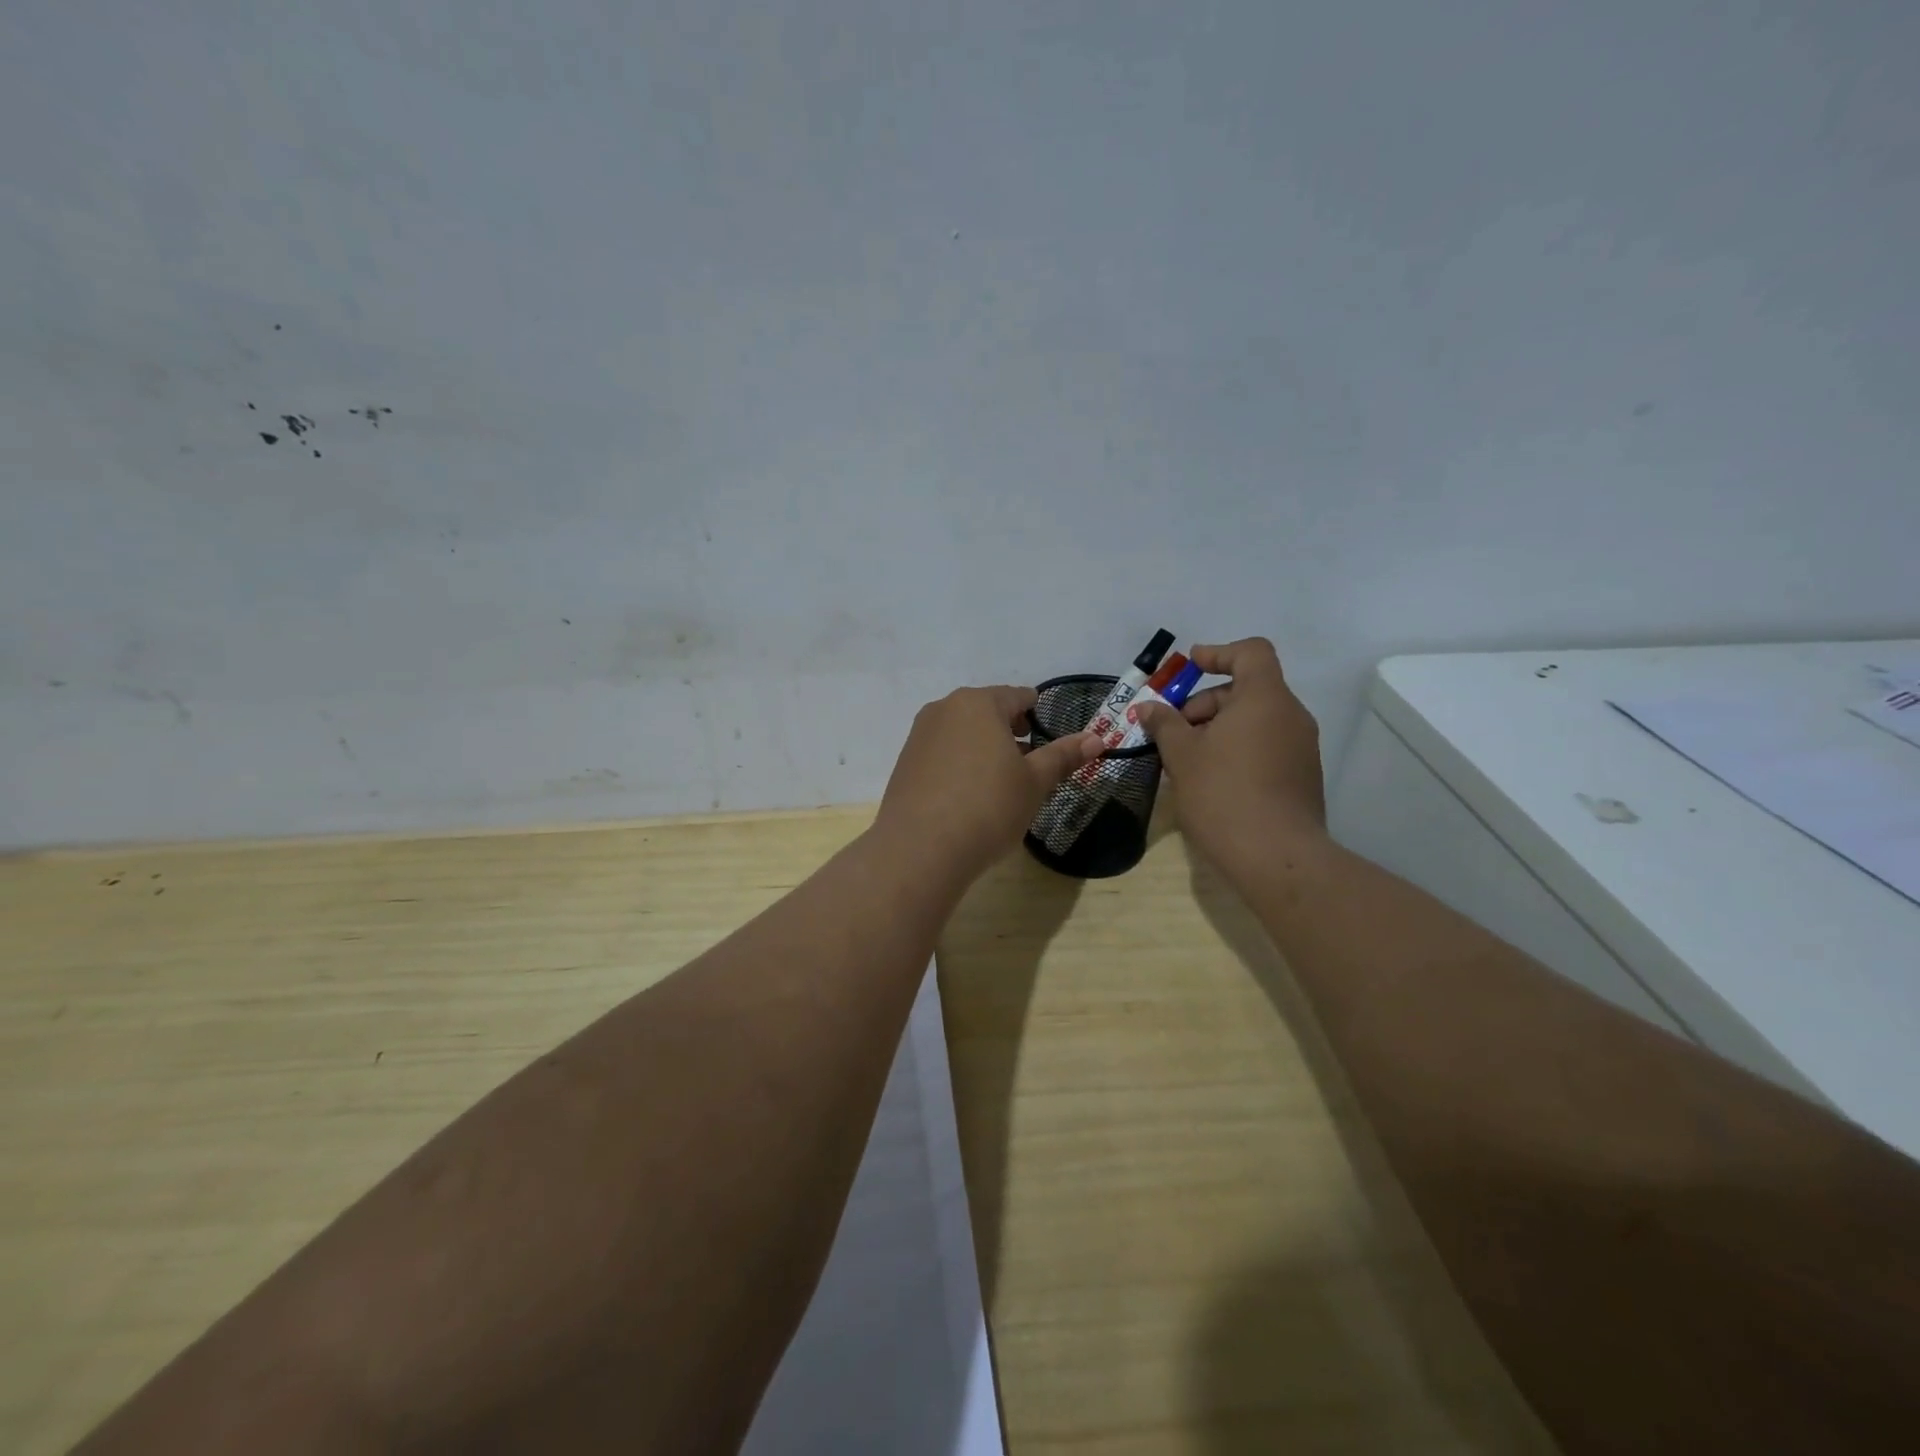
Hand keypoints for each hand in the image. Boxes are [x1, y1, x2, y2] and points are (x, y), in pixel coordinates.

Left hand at [874, 686, 1100, 882]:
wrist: (920, 849)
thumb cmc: (988, 807)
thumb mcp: (1034, 783)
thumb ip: (1063, 756)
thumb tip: (1096, 738)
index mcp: (979, 703)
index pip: (1017, 696)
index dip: (1036, 713)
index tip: (1048, 736)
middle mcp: (944, 709)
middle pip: (986, 711)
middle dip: (1009, 731)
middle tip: (1028, 762)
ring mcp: (919, 735)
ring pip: (962, 732)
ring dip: (983, 747)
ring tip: (1000, 781)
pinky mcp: (905, 763)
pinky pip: (942, 753)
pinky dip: (959, 763)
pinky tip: (968, 795)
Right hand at [1131, 638, 1326, 871]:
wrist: (1276, 856)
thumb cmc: (1223, 794)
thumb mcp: (1182, 755)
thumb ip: (1164, 724)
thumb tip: (1148, 707)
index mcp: (1265, 699)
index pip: (1251, 652)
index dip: (1218, 653)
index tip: (1189, 667)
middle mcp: (1291, 716)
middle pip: (1248, 689)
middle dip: (1206, 703)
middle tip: (1173, 731)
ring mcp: (1302, 748)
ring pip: (1256, 720)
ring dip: (1219, 729)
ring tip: (1187, 759)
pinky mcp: (1302, 776)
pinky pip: (1266, 746)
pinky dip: (1238, 749)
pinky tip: (1211, 779)